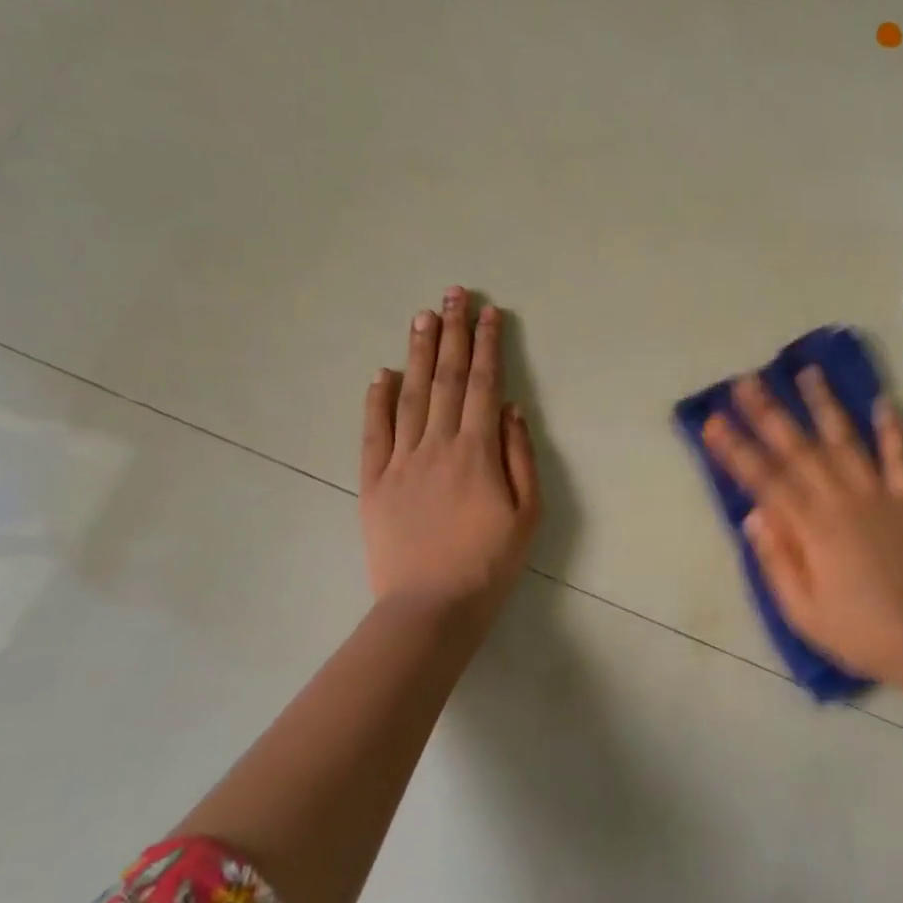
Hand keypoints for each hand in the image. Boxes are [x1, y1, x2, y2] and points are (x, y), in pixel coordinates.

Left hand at [360, 287, 540, 622]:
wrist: (431, 608)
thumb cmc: (490, 563)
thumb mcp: (528, 514)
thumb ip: (520, 456)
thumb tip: (512, 408)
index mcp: (477, 452)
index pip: (483, 384)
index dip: (487, 345)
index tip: (489, 312)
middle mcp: (437, 445)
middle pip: (446, 378)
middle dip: (451, 332)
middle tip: (453, 293)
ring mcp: (401, 462)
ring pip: (411, 395)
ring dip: (418, 353)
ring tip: (422, 316)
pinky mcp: (374, 482)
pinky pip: (374, 432)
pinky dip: (377, 400)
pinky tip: (383, 373)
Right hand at [702, 369, 902, 684]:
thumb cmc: (858, 632)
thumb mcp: (802, 610)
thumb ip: (777, 559)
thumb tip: (754, 515)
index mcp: (811, 528)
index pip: (764, 479)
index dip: (736, 449)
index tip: (714, 421)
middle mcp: (841, 500)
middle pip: (798, 448)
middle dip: (769, 412)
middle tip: (746, 381)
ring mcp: (879, 495)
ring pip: (846, 440)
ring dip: (824, 404)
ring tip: (807, 371)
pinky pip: (900, 458)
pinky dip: (893, 429)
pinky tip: (884, 401)